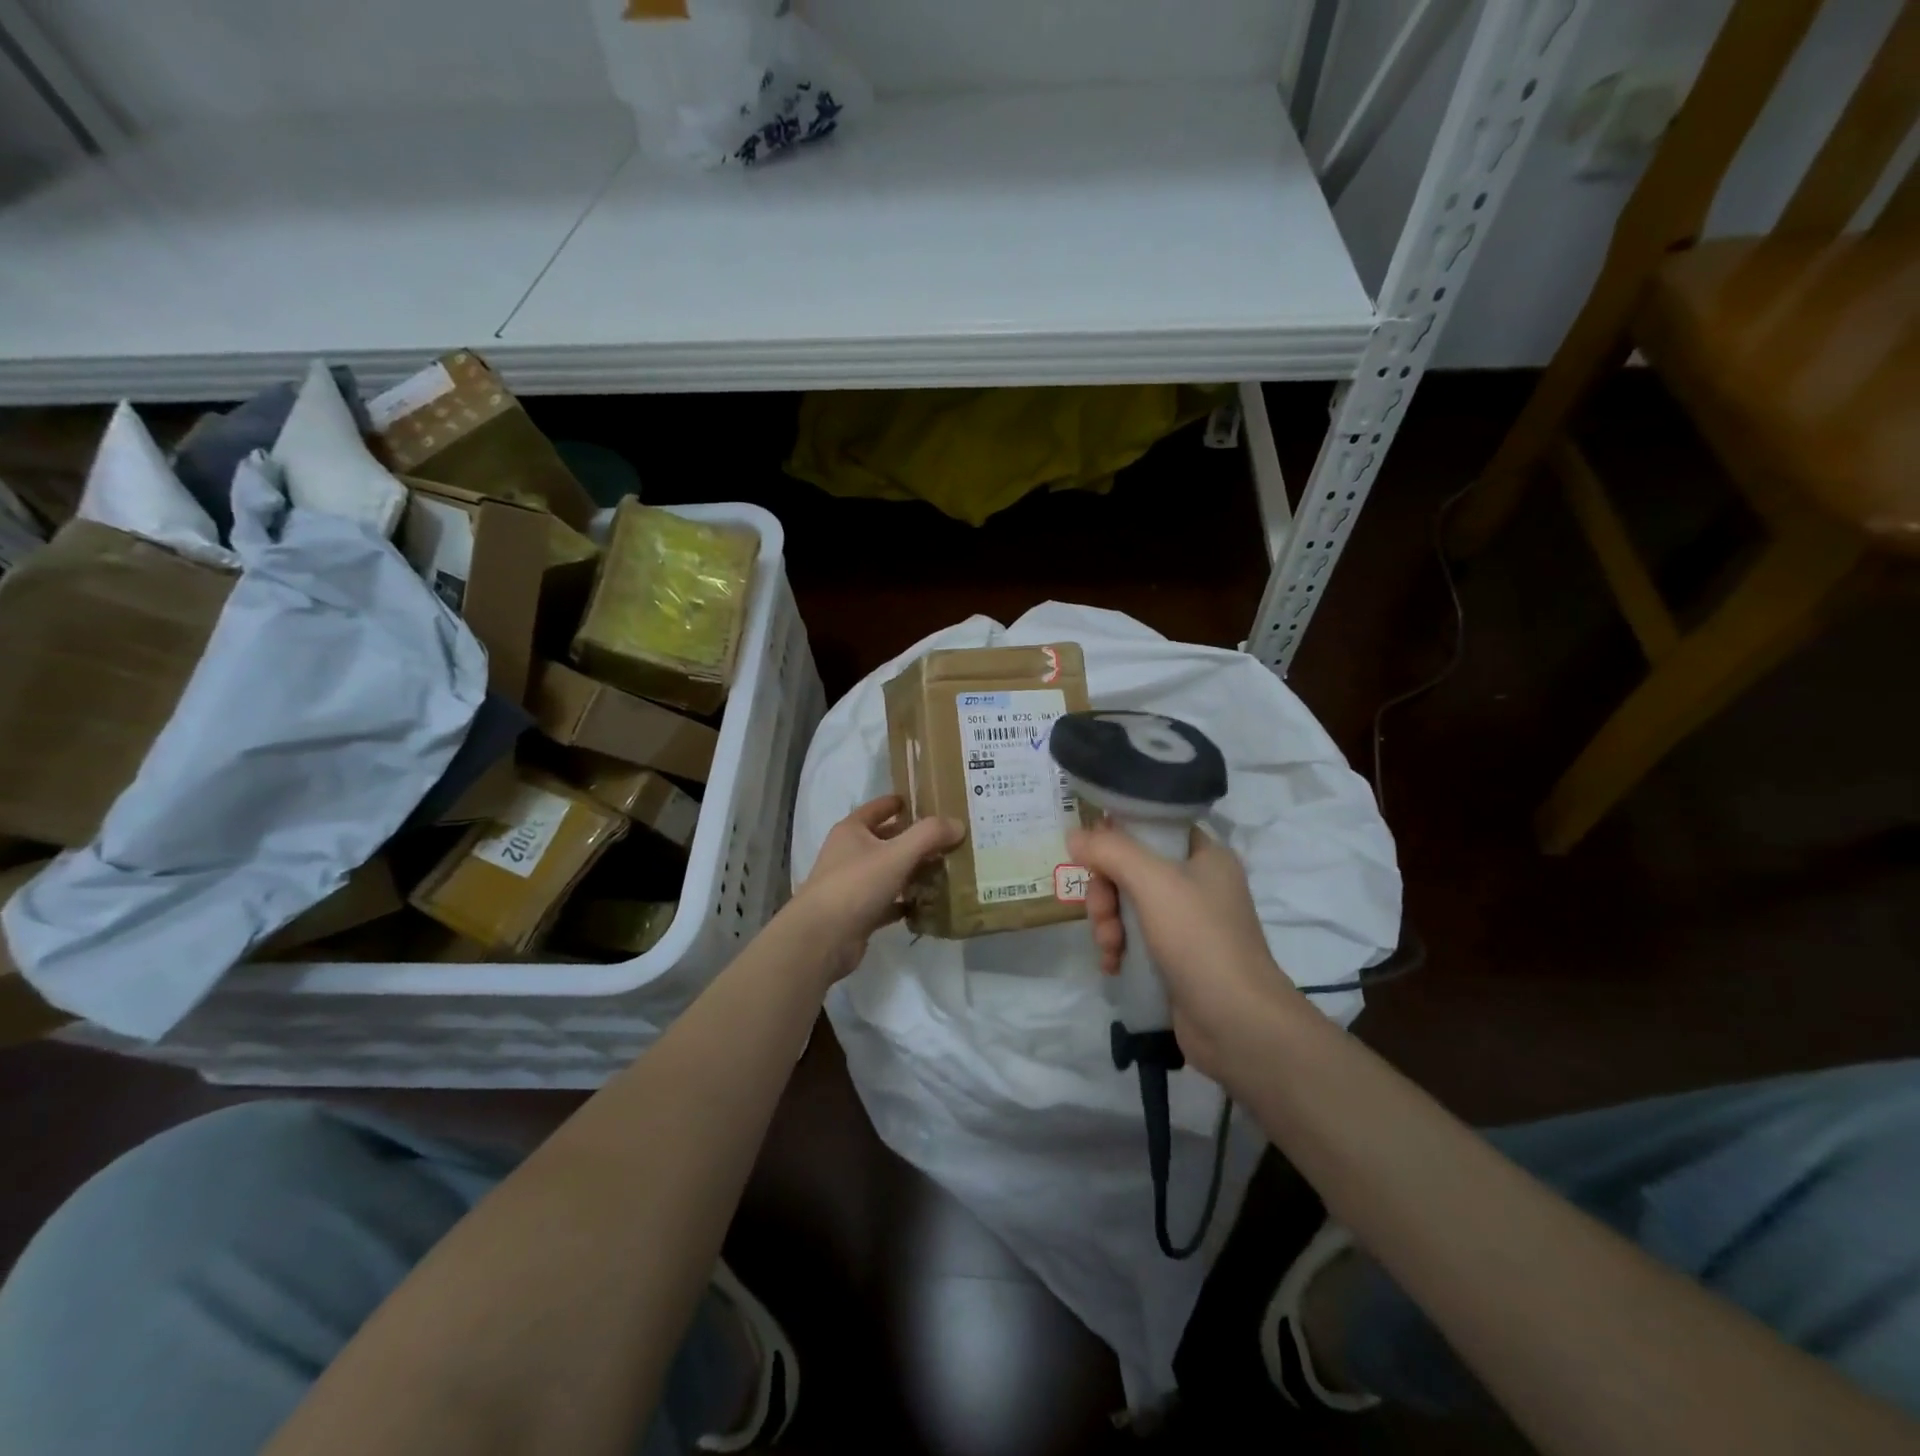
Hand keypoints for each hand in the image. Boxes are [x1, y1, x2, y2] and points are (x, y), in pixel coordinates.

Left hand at [787, 796, 964, 981]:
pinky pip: (888, 902)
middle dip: (913, 839)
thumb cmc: (855, 885)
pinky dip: (906, 901)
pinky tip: (928, 902)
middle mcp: (849, 854)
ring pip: (888, 871)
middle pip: (886, 840)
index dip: (900, 803)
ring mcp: (852, 885)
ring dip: (912, 870)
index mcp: (852, 831)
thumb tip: (958, 824)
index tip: (926, 802)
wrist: (821, 939)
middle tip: (947, 838)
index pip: (878, 808)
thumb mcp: (897, 854)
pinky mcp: (859, 913)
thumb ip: (929, 835)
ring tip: (945, 868)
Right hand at [1068, 820, 1308, 1084]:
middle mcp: (1197, 884)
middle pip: (1131, 869)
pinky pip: (1133, 939)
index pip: (1152, 828)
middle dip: (1106, 893)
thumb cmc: (1200, 939)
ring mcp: (1186, 924)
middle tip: (1102, 915)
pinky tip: (1112, 966)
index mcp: (1204, 856)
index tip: (1092, 857)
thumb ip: (1110, 851)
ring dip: (1107, 924)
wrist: (1238, 1024)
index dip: (1117, 837)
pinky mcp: (1175, 958)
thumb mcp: (1153, 882)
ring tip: (1109, 949)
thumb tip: (1075, 835)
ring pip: (1126, 906)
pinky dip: (1117, 949)